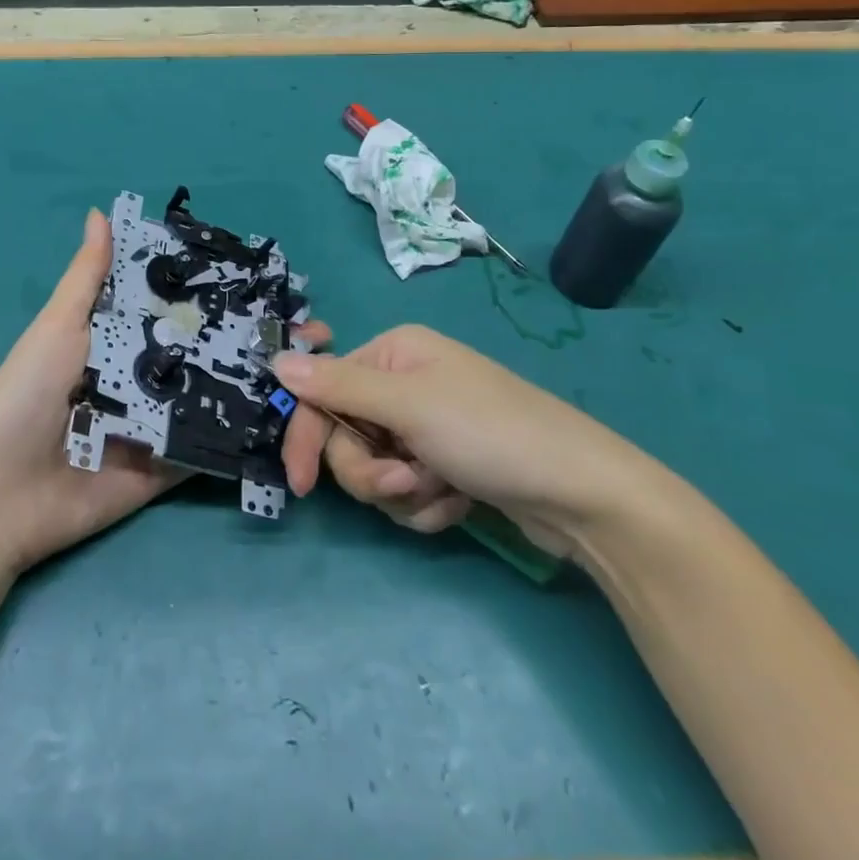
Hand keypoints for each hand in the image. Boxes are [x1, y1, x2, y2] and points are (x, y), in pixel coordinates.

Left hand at [0, 210, 330, 575]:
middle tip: (310, 326)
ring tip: (312, 364)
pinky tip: (291, 415)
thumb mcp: (57, 327)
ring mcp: (162, 422)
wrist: (2, 494)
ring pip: (219, 395)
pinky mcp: (169, 466)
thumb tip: (100, 211)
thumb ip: (88, 277)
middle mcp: (148, 375)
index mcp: (122, 338)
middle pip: (208, 350)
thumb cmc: (27, 396)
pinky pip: (211, 445)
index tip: (269, 278)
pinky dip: (245, 432)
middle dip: (255, 336)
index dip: (219, 293)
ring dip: (262, 381)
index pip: (179, 307)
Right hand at [275, 324, 659, 557]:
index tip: (300, 485)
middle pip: (347, 436)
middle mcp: (404, 384)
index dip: (307, 436)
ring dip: (402, 492)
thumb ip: (337, 385)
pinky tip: (459, 503)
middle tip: (404, 483)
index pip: (323, 391)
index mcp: (393, 354)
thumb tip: (276, 360)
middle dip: (372, 471)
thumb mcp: (408, 405)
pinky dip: (426, 505)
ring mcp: (426, 427)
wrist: (582, 495)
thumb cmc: (490, 433)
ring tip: (442, 493)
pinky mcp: (445, 466)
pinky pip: (405, 492)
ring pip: (374, 470)